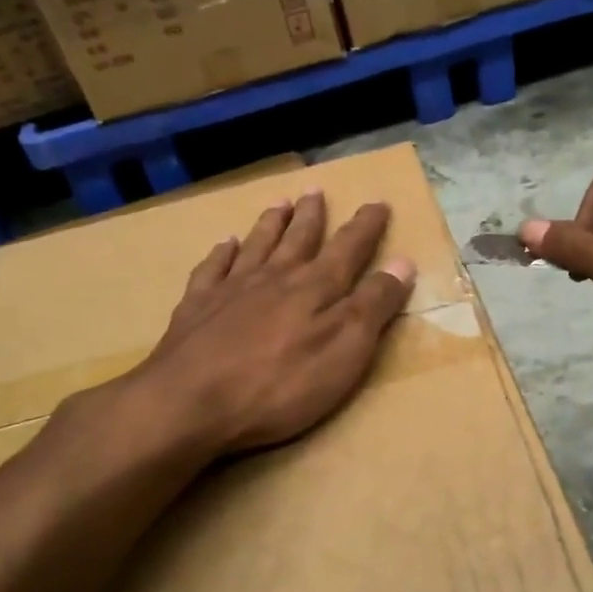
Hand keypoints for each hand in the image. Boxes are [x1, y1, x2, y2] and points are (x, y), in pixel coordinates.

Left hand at [127, 191, 416, 455]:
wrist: (190, 401)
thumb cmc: (280, 384)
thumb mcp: (345, 350)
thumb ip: (373, 305)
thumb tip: (402, 262)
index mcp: (316, 288)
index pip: (349, 248)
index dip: (366, 226)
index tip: (378, 202)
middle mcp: (275, 278)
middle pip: (299, 239)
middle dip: (313, 215)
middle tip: (317, 189)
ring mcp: (232, 290)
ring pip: (257, 245)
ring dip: (271, 223)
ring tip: (279, 202)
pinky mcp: (197, 308)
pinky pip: (212, 268)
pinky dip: (221, 252)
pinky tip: (225, 243)